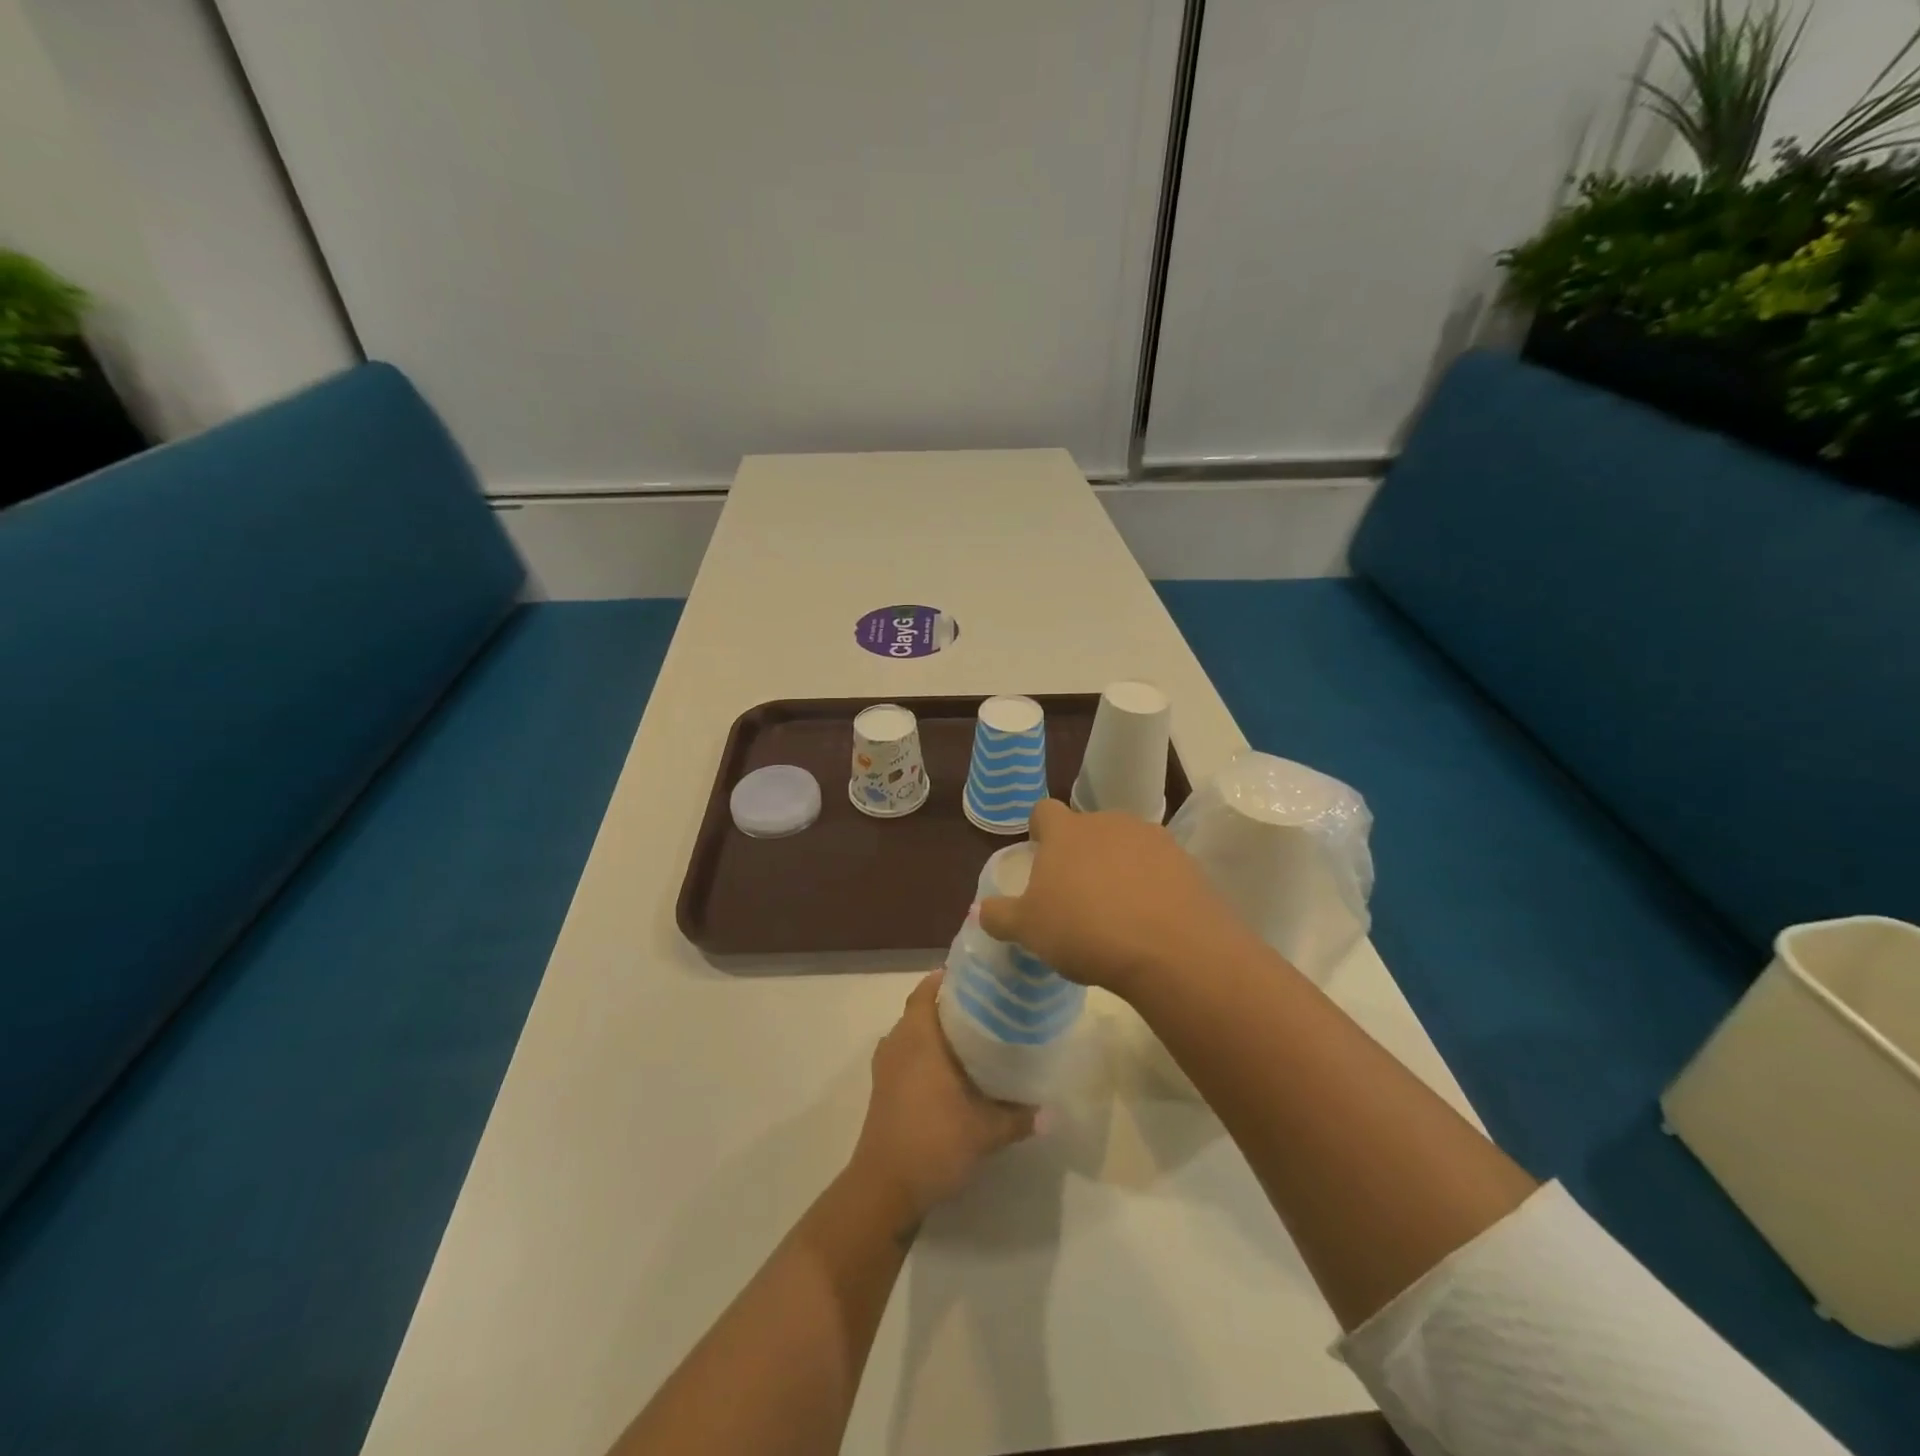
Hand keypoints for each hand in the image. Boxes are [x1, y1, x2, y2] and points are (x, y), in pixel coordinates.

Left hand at [849, 970, 1035, 1224]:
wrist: (885, 1189)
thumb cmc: (933, 1142)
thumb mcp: (985, 1131)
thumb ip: (1019, 1118)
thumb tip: (1053, 1113)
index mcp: (917, 1036)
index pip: (928, 989)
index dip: (950, 979)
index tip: (979, 978)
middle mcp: (898, 1043)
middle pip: (922, 1010)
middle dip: (950, 1006)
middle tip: (988, 1007)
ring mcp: (887, 1068)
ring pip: (912, 1035)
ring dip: (937, 1033)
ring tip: (975, 1038)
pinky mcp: (883, 1090)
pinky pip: (906, 1057)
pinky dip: (926, 1055)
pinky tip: (953, 1073)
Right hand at [978, 799, 1251, 996]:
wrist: (1170, 949)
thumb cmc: (1084, 930)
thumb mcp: (1028, 930)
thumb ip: (1000, 916)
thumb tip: (981, 910)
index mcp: (1066, 831)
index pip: (1044, 811)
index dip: (1039, 831)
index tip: (1040, 856)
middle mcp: (1108, 822)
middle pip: (1087, 829)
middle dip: (1080, 854)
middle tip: (1076, 895)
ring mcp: (1151, 838)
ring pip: (1124, 846)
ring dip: (1117, 868)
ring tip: (1117, 912)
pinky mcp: (1185, 862)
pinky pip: (1158, 867)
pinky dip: (1151, 885)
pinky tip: (1149, 920)